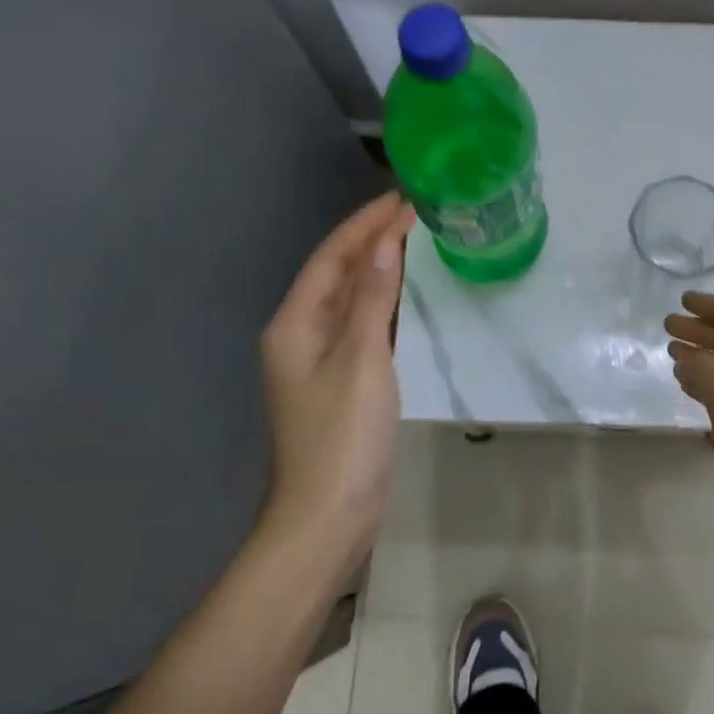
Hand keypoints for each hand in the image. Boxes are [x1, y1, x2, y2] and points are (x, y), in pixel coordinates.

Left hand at [259, 192, 415, 567]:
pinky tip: (409, 295)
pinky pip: (363, 327)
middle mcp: (301, 334)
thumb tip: (385, 241)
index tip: (403, 198)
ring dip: (380, 269)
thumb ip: (373, 298)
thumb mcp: (361, 359)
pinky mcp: (342, 381)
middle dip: (373, 241)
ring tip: (418, 241)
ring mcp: (321, 360)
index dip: (365, 224)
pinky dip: (385, 304)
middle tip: (418, 213)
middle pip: (338, 274)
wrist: (328, 516)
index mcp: (295, 324)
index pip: (331, 256)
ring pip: (352, 300)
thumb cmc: (342, 435)